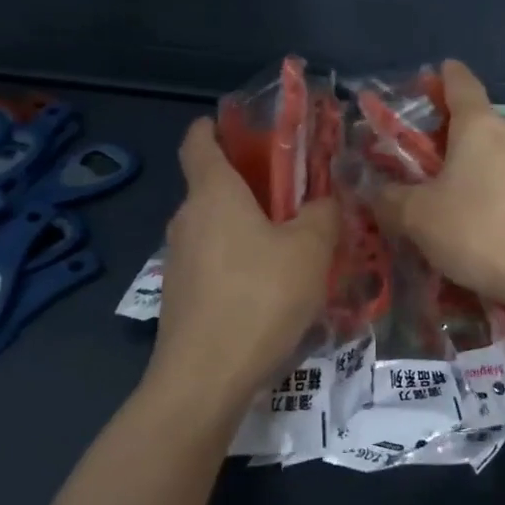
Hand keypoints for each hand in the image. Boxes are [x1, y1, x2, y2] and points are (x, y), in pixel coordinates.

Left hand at [148, 118, 338, 410]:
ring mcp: (178, 261)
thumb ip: (324, 214)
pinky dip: (238, 260)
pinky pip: (212, 261)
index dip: (215, 126)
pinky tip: (269, 288)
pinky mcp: (180, 296)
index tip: (240, 126)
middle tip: (294, 194)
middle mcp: (187, 219)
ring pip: (214, 227)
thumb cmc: (260, 297)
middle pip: (212, 185)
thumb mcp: (311, 249)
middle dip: (249, 183)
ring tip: (291, 245)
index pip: (198, 141)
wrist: (205, 379)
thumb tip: (326, 199)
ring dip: (247, 226)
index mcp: (213, 193)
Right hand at [373, 61, 504, 310]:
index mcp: (480, 127)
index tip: (442, 70)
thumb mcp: (419, 218)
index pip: (462, 85)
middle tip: (460, 147)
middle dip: (482, 124)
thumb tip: (377, 192)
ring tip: (485, 184)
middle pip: (502, 115)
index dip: (448, 76)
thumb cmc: (480, 231)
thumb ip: (392, 201)